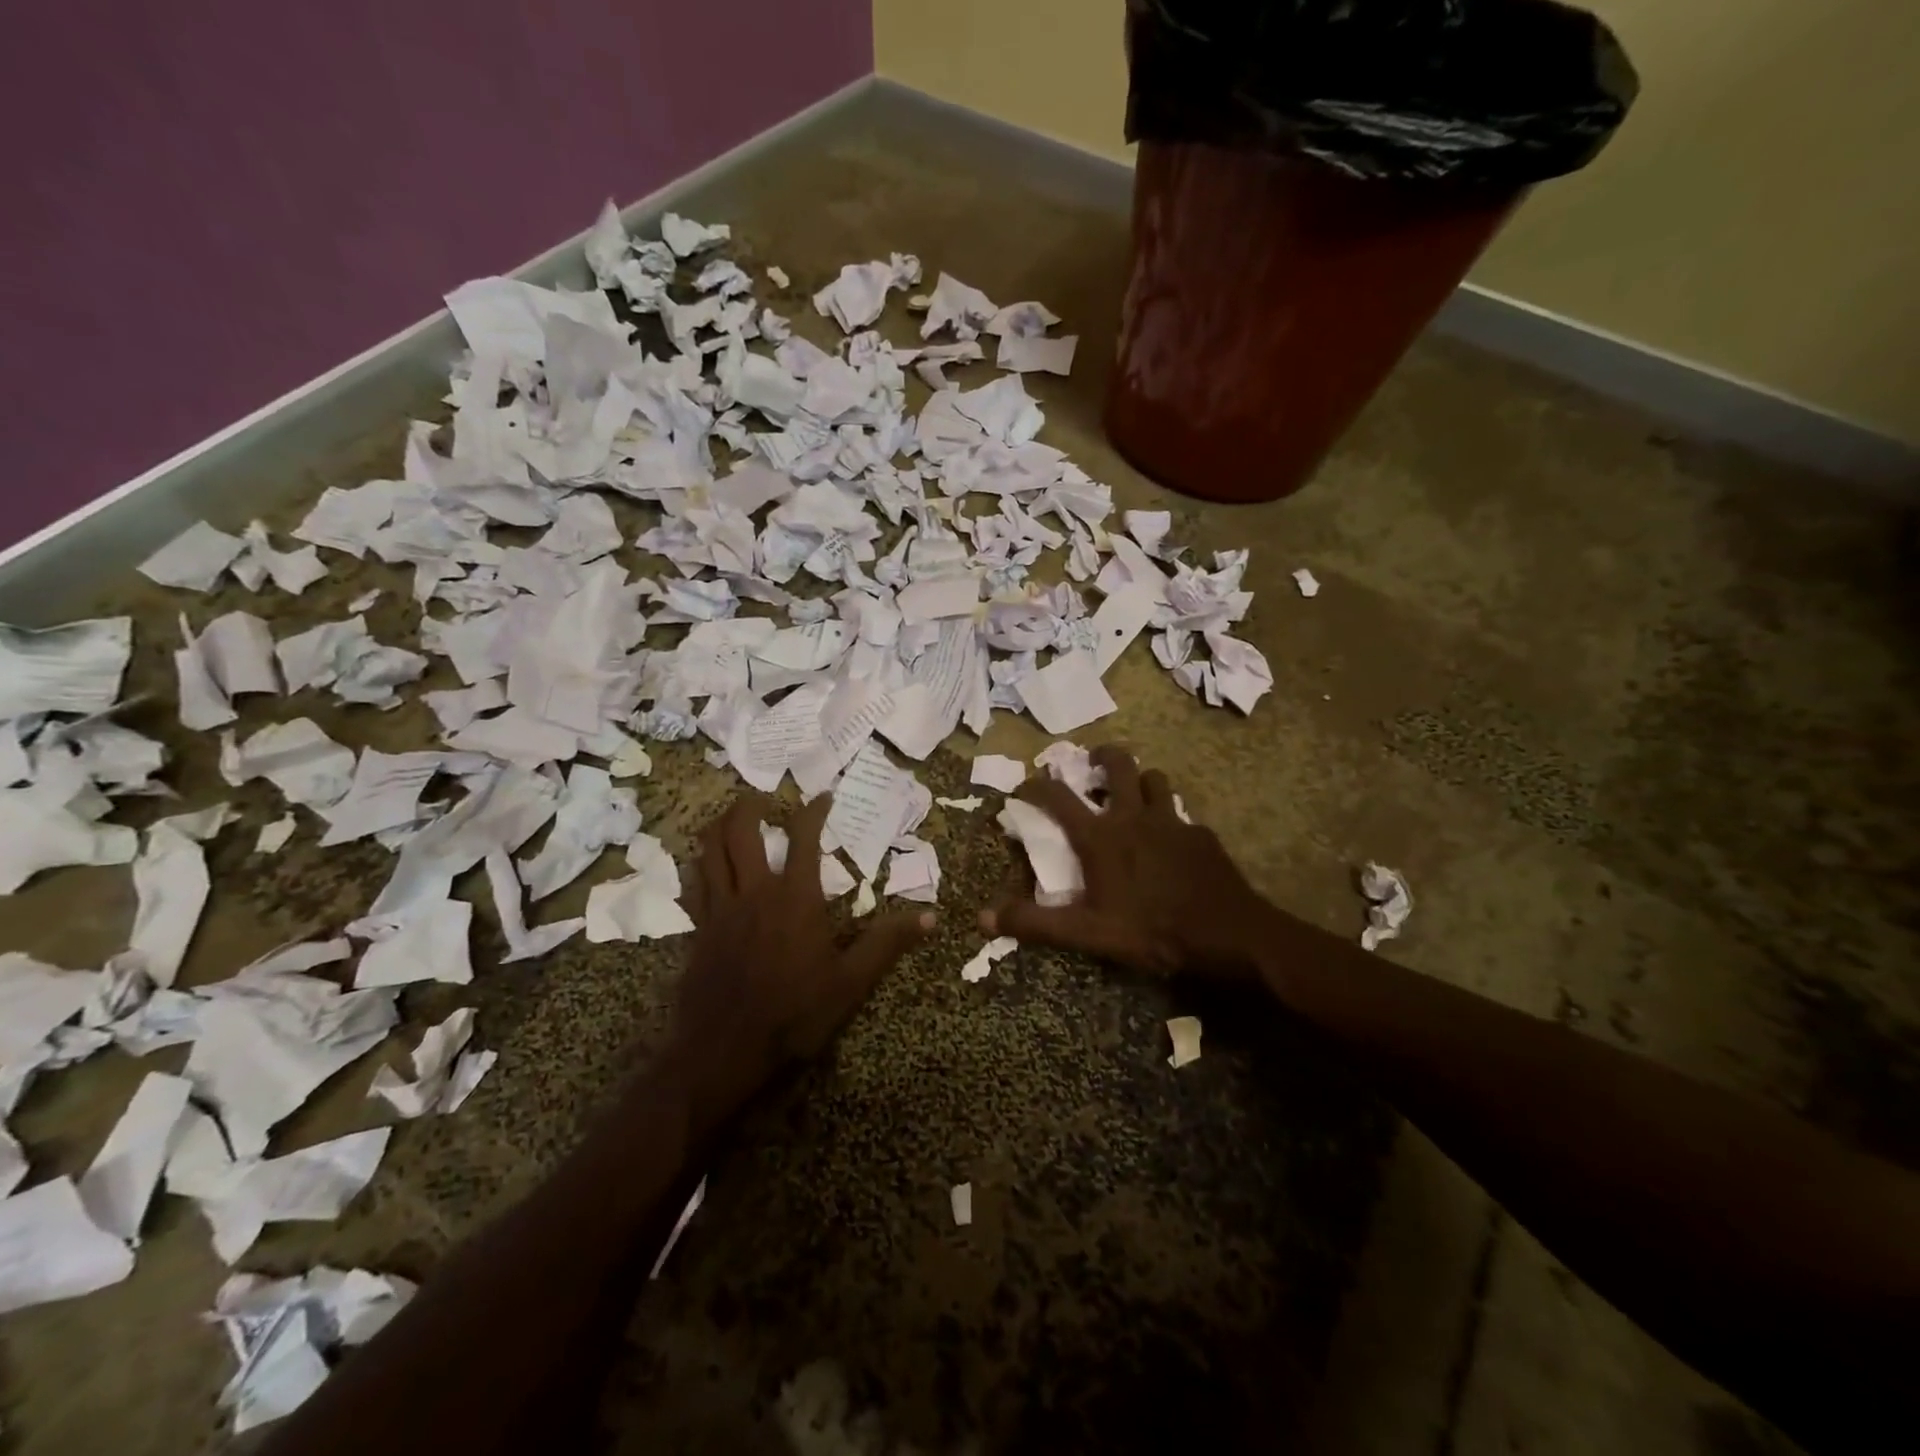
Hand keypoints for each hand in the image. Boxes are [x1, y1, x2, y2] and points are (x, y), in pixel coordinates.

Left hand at [678, 794, 932, 1095]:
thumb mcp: (850, 983)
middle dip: (749, 806)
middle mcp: (754, 892)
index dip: (813, 811)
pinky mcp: (698, 930)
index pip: (803, 838)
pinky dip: (698, 865)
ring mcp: (720, 909)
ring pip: (709, 851)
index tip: (823, 797)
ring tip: (729, 817)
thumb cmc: (793, 1014)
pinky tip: (703, 866)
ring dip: (718, 826)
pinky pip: (693, 884)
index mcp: (795, 898)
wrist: (724, 1050)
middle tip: (761, 797)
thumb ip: (887, 944)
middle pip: (741, 832)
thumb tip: (931, 916)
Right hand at [983, 745, 1272, 978]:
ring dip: (1140, 781)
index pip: (1057, 797)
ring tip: (1133, 795)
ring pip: (1155, 780)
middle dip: (1102, 755)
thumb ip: (1036, 923)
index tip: (1023, 786)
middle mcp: (1133, 816)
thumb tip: (983, 917)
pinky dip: (1169, 818)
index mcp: (1101, 837)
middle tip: (1093, 761)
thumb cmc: (1151, 931)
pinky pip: (1181, 814)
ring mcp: (1172, 821)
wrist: (1228, 934)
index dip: (1035, 786)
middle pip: (1118, 764)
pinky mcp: (1201, 834)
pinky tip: (1171, 840)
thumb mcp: (1087, 933)